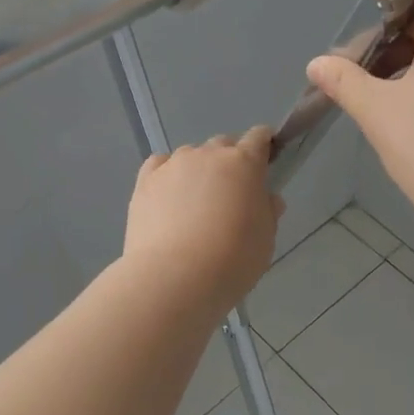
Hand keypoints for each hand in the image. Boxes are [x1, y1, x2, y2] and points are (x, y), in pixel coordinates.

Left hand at [122, 127, 283, 313]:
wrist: (175, 276)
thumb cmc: (232, 259)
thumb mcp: (265, 239)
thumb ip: (267, 212)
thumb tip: (267, 198)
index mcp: (244, 163)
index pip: (258, 138)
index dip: (264, 145)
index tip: (265, 158)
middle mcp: (208, 154)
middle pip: (222, 145)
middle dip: (229, 162)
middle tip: (230, 193)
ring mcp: (173, 165)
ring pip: (190, 156)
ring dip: (197, 171)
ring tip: (194, 204)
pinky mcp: (145, 181)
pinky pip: (160, 166)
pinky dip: (167, 175)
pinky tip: (167, 197)